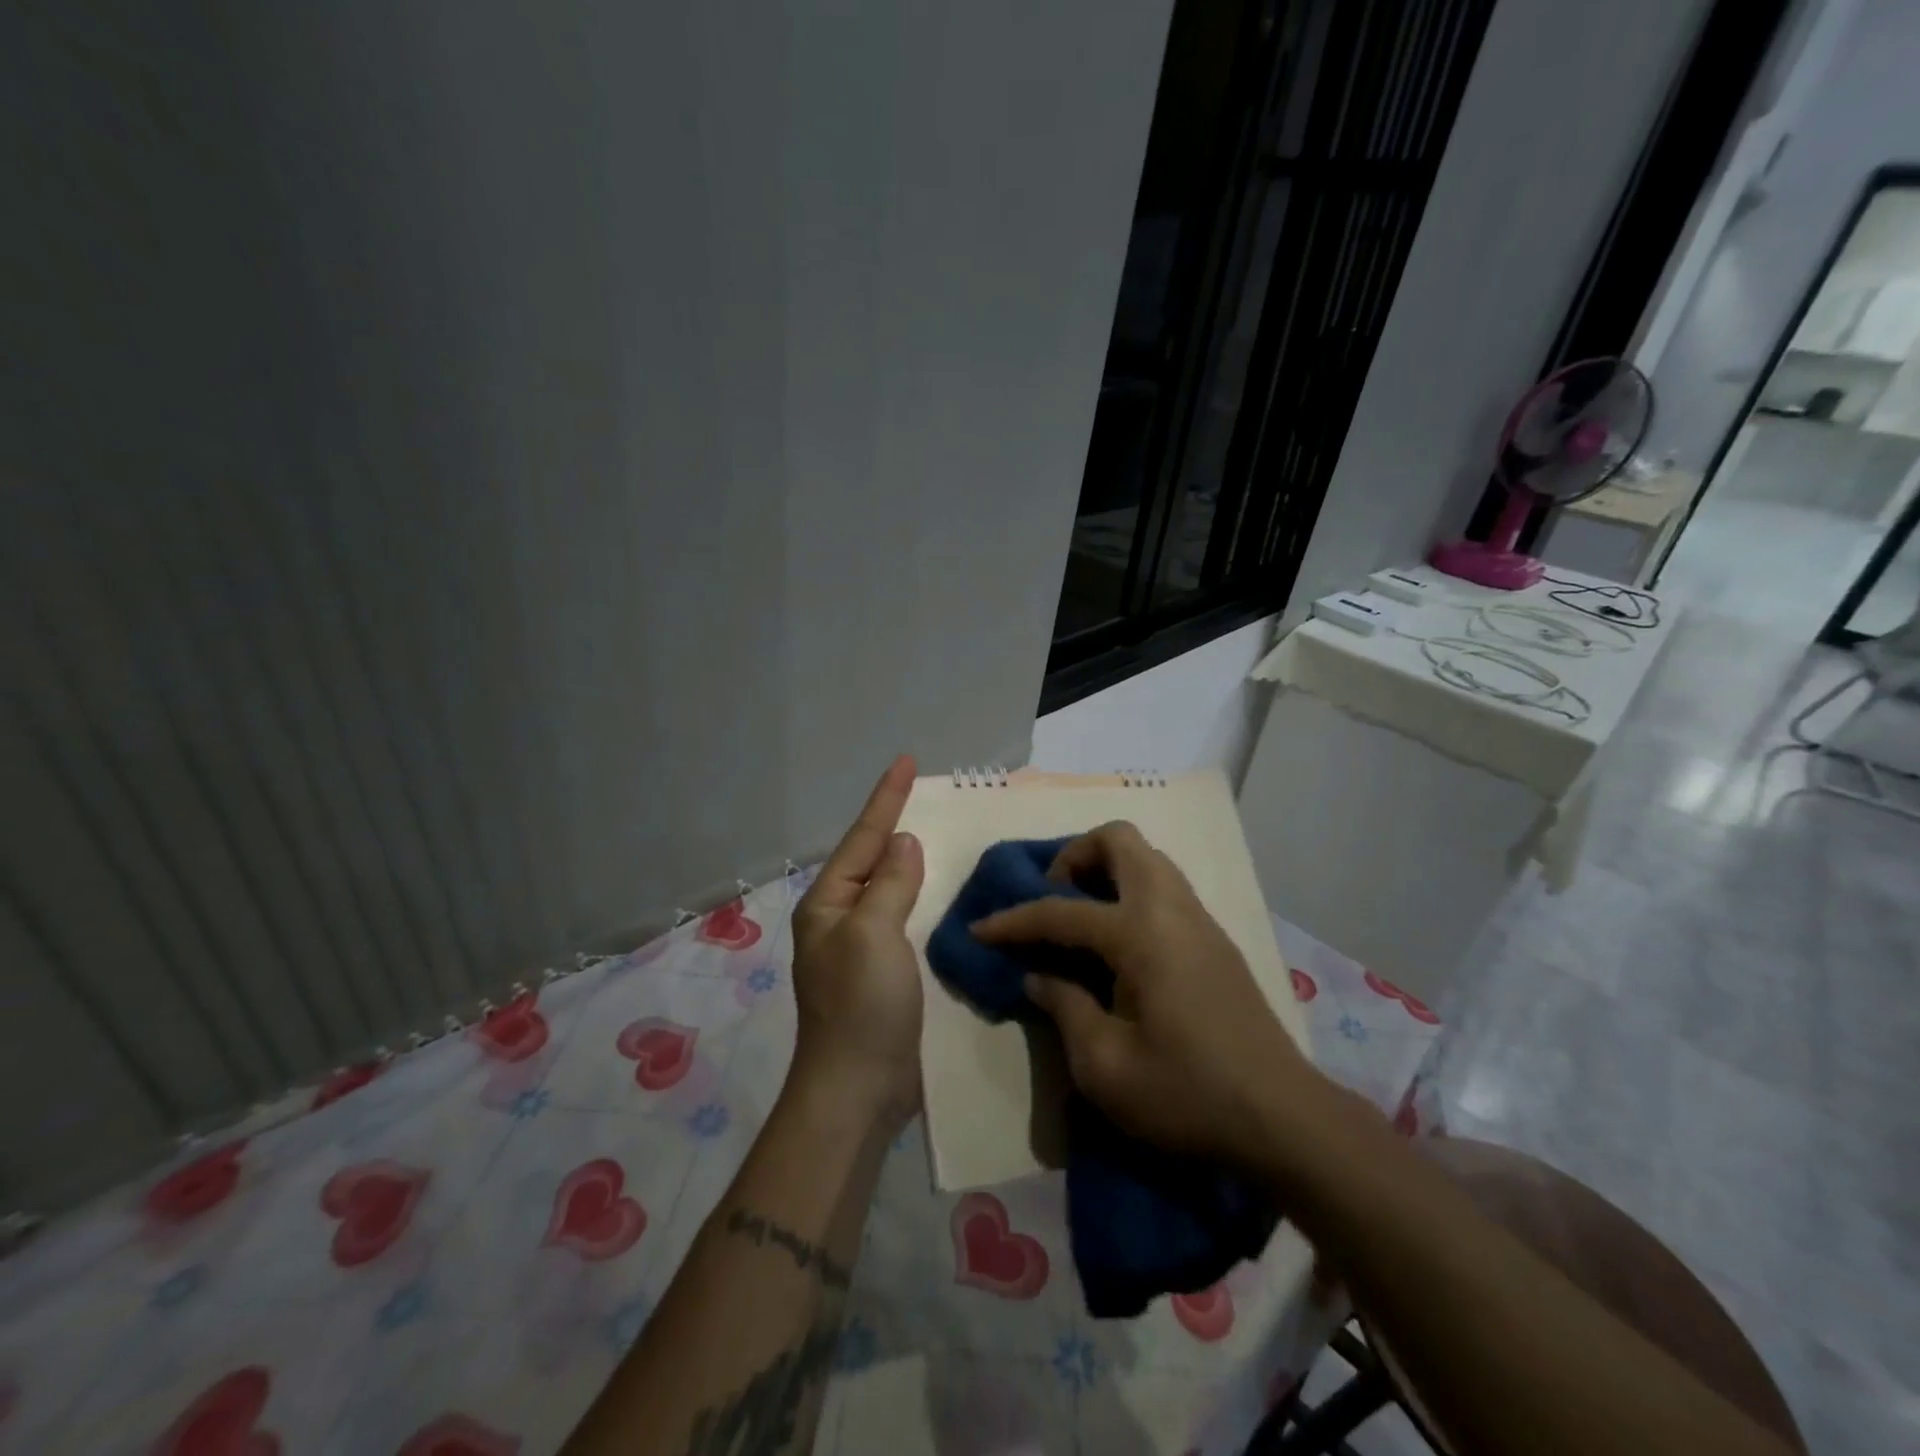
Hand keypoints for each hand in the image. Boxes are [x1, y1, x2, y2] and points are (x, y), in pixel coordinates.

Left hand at [788, 756, 925, 1129]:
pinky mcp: (883, 971)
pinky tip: (936, 889)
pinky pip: (902, 917)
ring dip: (907, 859)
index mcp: (828, 903)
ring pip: (888, 888)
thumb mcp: (873, 932)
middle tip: (921, 791)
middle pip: (870, 858)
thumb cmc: (861, 1005)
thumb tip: (903, 843)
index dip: (886, 798)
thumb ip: (890, 883)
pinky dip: (919, 896)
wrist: (858, 1089)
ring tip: (932, 830)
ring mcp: (860, 946)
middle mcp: (840, 918)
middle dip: (893, 824)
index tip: (907, 761)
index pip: (862, 838)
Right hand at [971, 821, 1317, 1165]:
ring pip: (1147, 859)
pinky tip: (1118, 945)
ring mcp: (1199, 920)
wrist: (1283, 1119)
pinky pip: (1164, 888)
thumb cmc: (1187, 1095)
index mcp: (1141, 933)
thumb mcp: (1105, 1066)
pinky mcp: (1215, 940)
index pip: (1061, 911)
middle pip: (1119, 840)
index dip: (1013, 920)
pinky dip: (1130, 893)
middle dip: (1075, 856)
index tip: (979, 929)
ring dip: (1106, 871)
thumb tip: (1039, 975)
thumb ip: (1064, 1008)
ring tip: (1080, 918)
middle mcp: (1171, 909)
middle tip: (1052, 898)